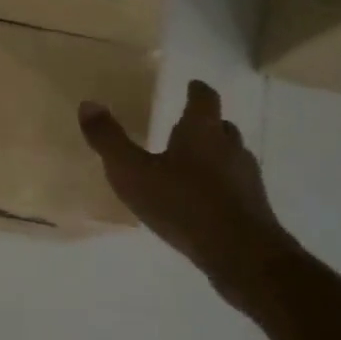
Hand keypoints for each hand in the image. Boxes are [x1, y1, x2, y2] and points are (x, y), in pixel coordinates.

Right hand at [79, 80, 295, 297]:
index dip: (197, 91)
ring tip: (191, 165)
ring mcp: (246, 178)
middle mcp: (229, 147)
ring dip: (215, 155)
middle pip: (221, 126)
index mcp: (202, 131)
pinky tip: (202, 200)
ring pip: (231, 156)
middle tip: (186, 125)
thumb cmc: (182, 203)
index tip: (192, 85)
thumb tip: (88, 104)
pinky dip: (220, 185)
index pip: (204, 99)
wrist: (240, 254)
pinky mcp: (253, 207)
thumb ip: (109, 140)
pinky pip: (234, 186)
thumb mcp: (132, 172)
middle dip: (206, 123)